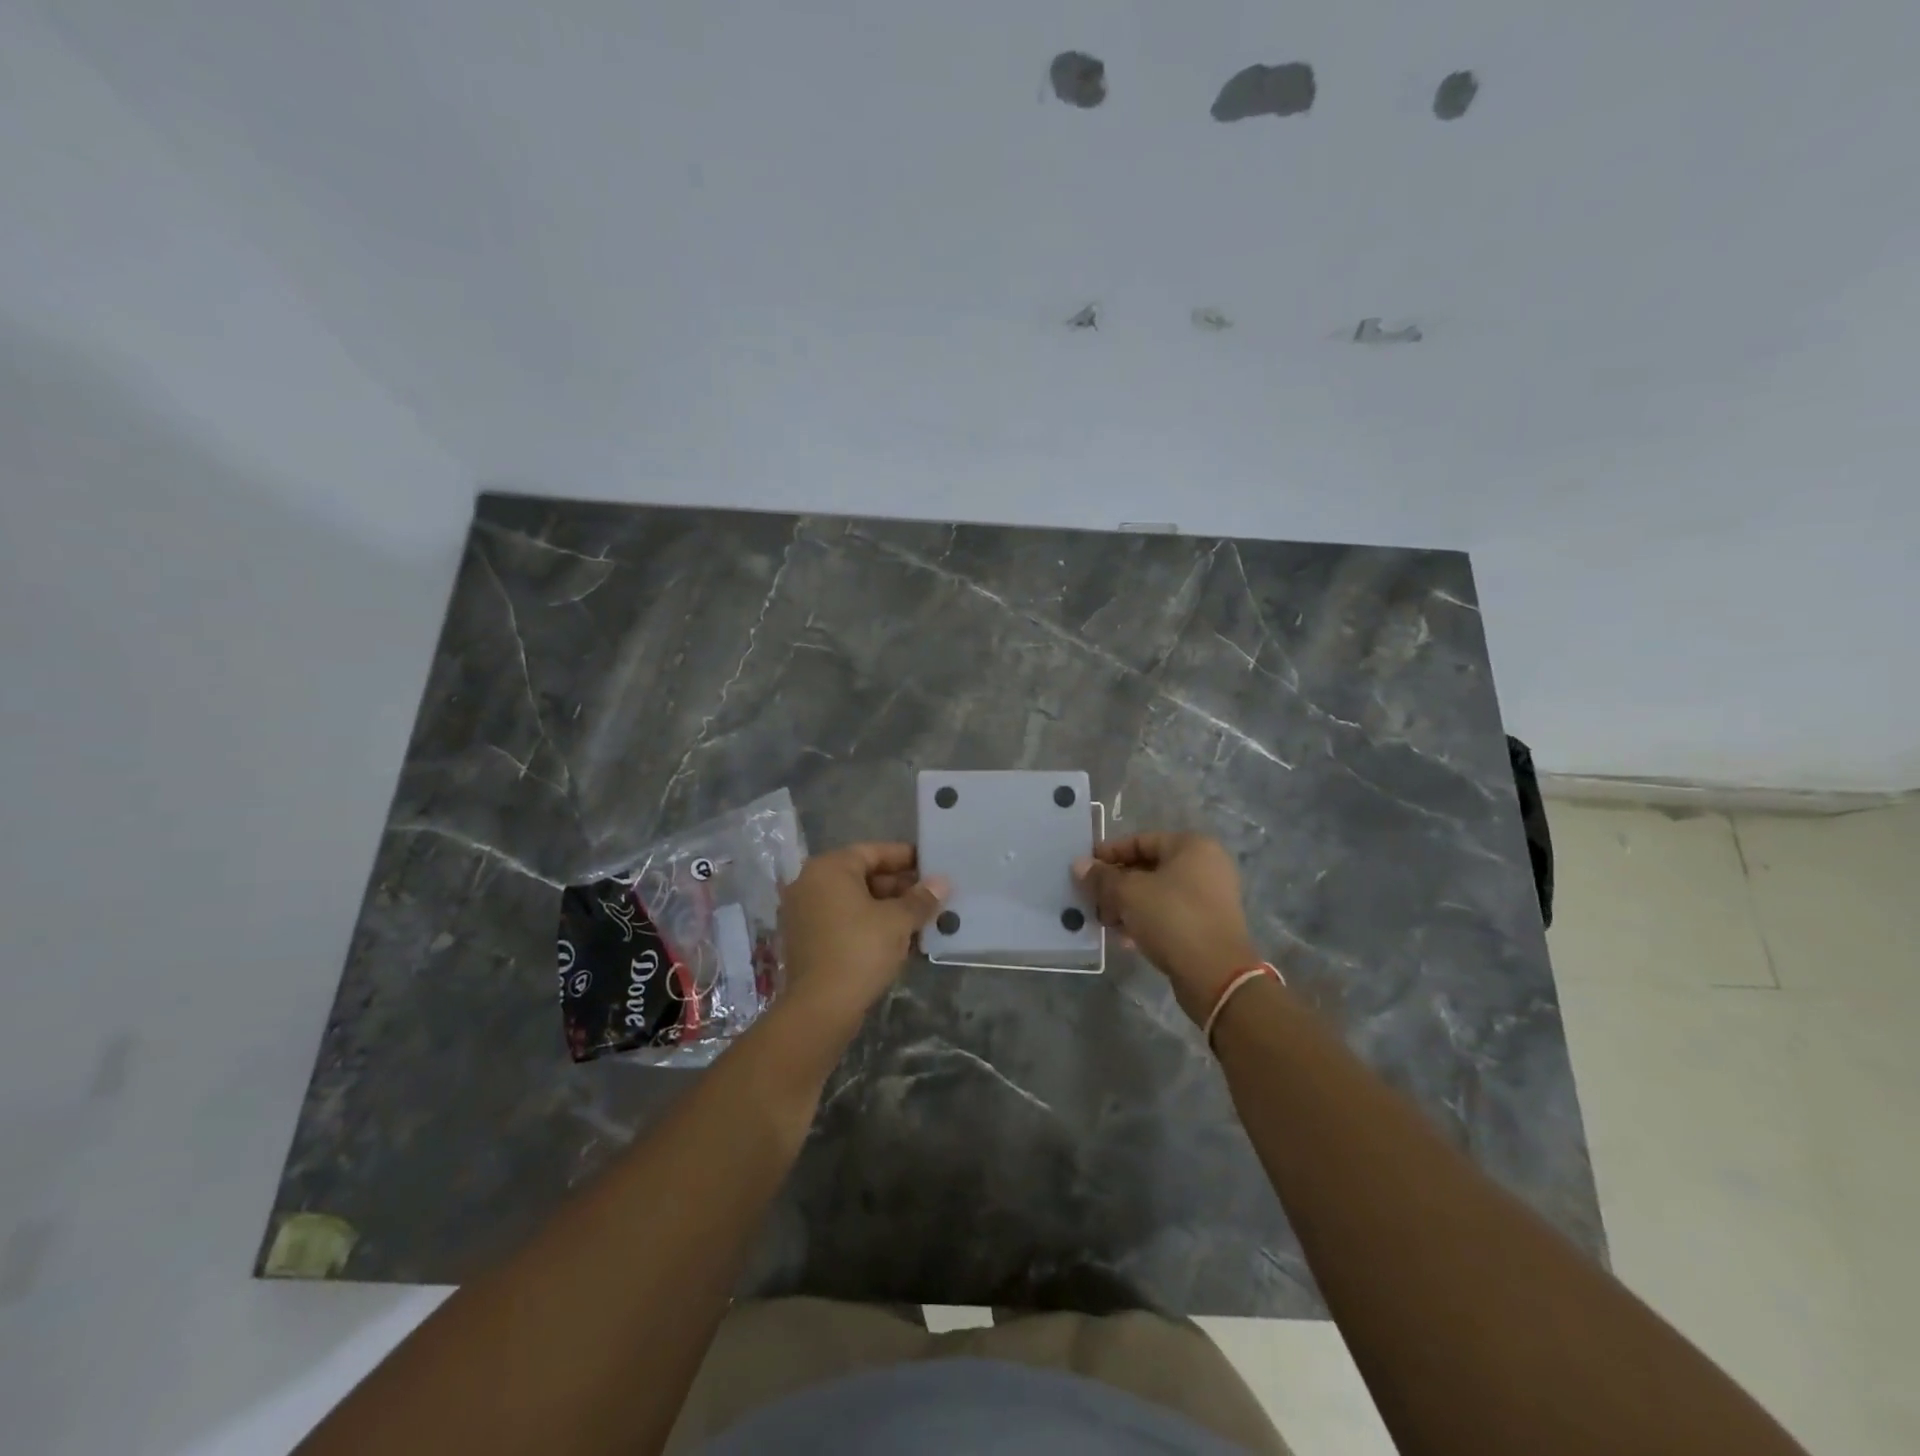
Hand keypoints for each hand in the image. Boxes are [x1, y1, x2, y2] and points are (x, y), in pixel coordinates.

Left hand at [777, 843, 947, 1032]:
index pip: (873, 851)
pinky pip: (842, 920)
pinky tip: (896, 937)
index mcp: (829, 868)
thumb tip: (941, 883)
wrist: (820, 1007)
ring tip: (919, 917)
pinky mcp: (805, 939)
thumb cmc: (860, 950)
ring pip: (853, 900)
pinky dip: (867, 923)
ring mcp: (803, 912)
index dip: (905, 857)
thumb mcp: (898, 921)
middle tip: (929, 895)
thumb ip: (920, 899)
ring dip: (885, 907)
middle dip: (898, 886)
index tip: (931, 865)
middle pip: (862, 875)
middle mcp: (810, 883)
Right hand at [1075, 832, 1259, 1024]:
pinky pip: (1169, 914)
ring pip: (1157, 893)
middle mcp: (1205, 866)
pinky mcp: (1207, 925)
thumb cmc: (1172, 918)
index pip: (1140, 840)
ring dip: (1127, 905)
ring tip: (1106, 922)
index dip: (1109, 853)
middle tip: (1092, 900)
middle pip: (1148, 867)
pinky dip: (1146, 921)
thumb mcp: (1129, 893)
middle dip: (1116, 884)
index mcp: (1192, 846)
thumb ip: (1102, 877)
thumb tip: (1079, 864)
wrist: (1216, 975)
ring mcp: (1210, 897)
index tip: (1085, 869)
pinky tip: (1125, 938)